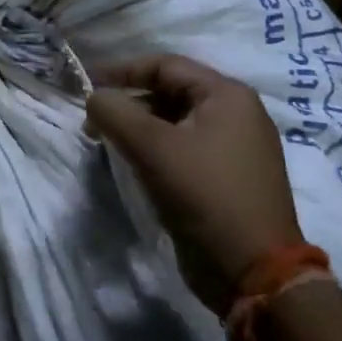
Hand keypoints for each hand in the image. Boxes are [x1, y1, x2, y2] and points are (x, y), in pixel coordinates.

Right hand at [85, 54, 302, 314]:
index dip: (122, 71)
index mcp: (228, 95)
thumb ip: (114, 112)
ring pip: (175, 123)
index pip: (164, 65)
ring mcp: (237, 148)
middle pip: (170, 92)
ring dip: (139, 128)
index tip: (87, 86)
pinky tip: (136, 165)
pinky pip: (185, 149)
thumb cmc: (204, 194)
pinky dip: (157, 150)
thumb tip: (94, 98)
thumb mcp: (151, 146)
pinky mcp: (229, 179)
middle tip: (95, 122)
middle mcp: (238, 114)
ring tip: (109, 143)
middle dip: (129, 103)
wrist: (254, 274)